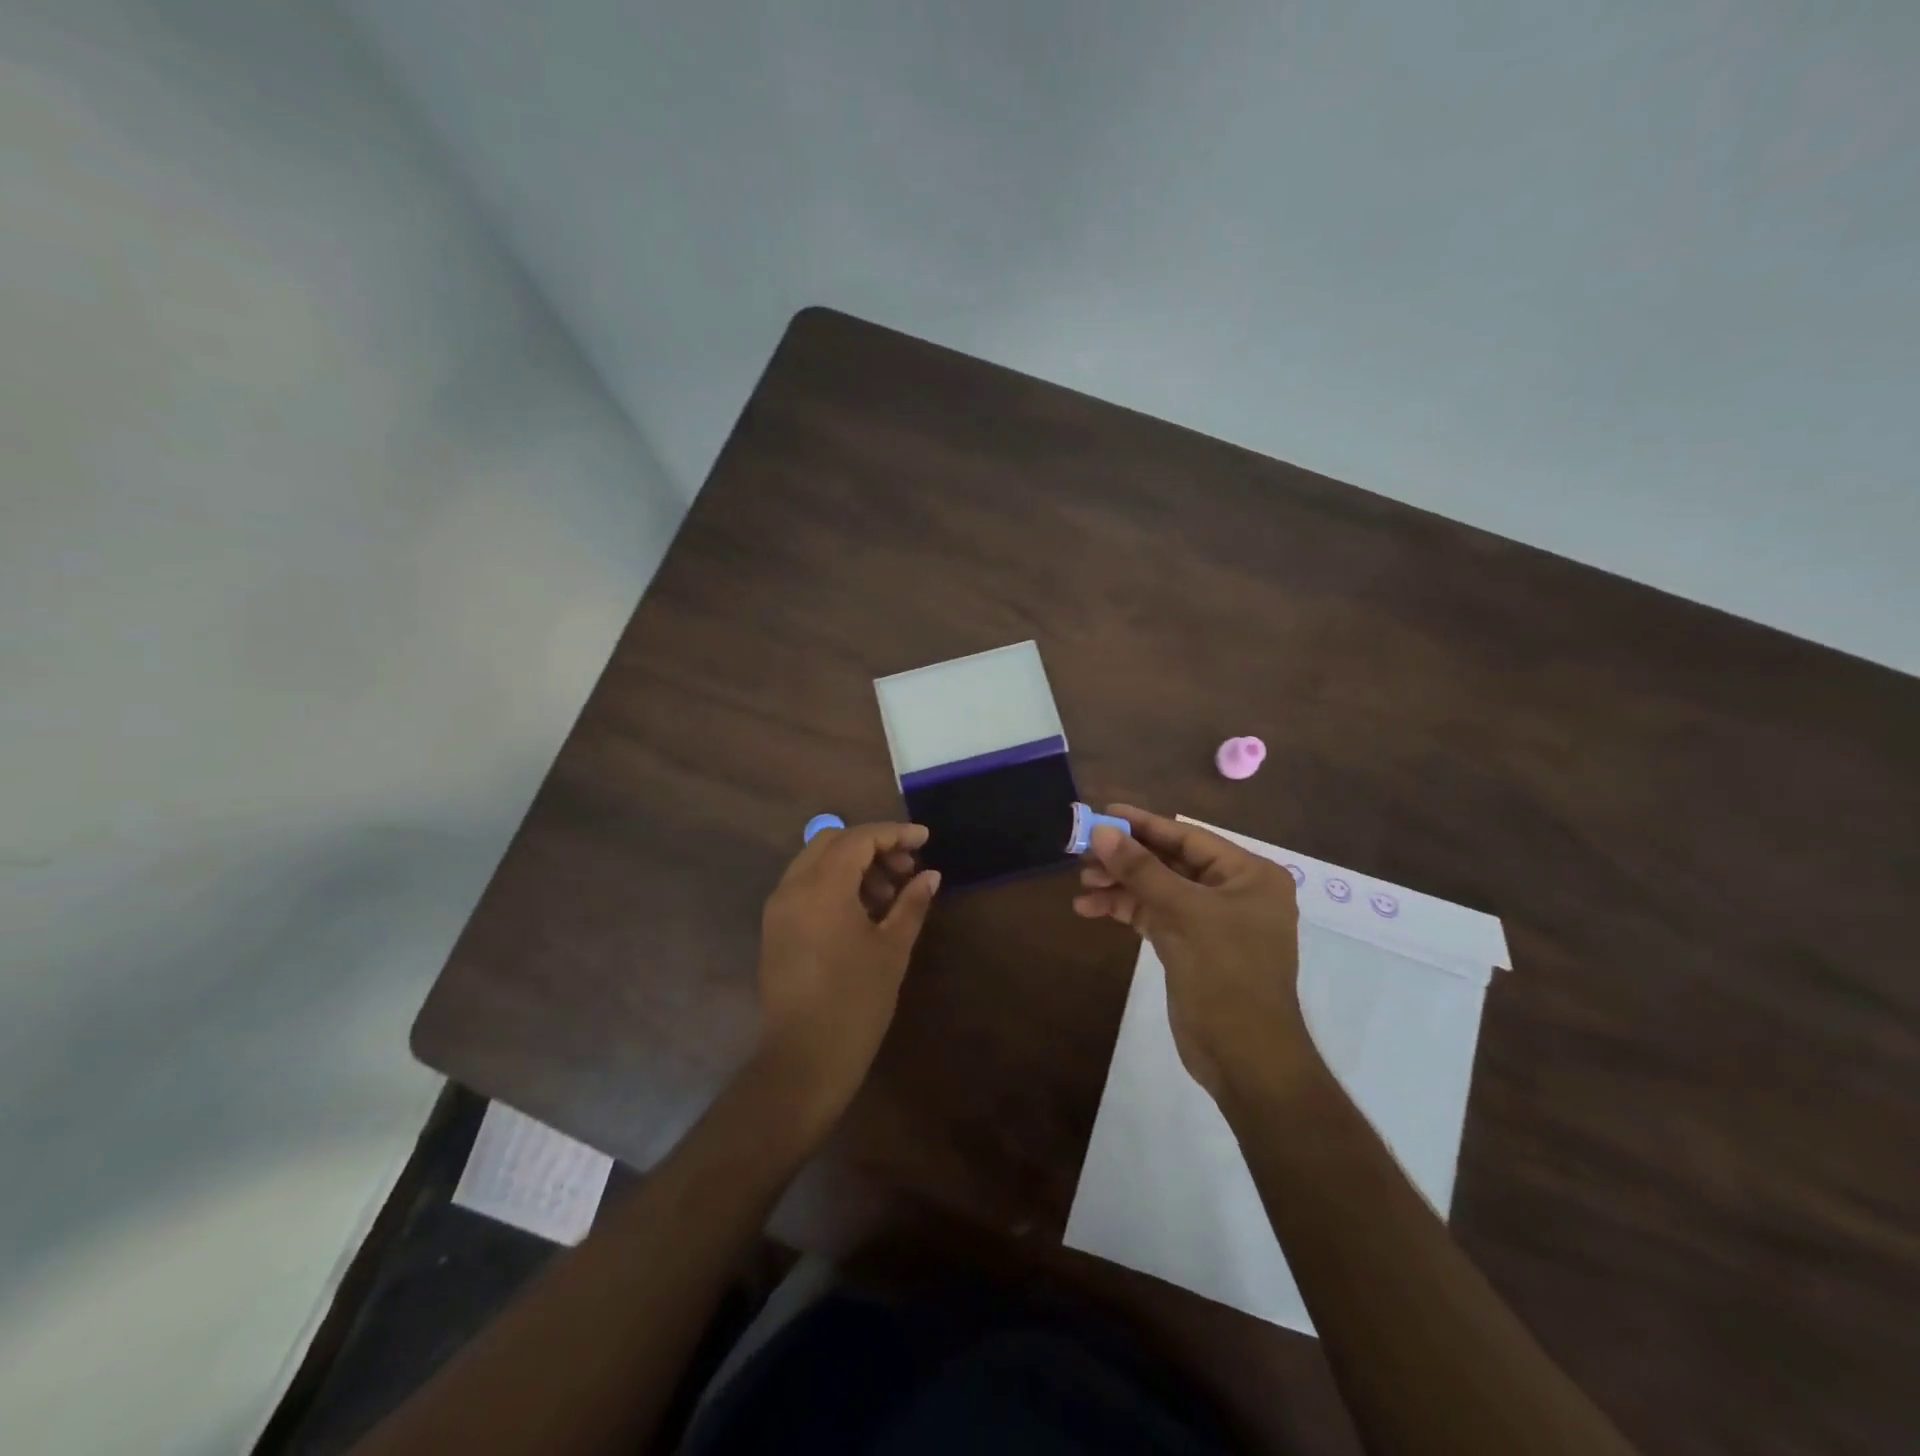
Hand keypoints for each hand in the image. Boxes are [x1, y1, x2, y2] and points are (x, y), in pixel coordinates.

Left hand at [756, 822, 940, 1128]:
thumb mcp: (892, 949)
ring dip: (853, 866)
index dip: (894, 834)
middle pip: (832, 842)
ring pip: (816, 863)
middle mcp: (792, 888)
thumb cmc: (856, 1002)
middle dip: (872, 847)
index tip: (925, 839)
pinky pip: (805, 887)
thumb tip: (930, 875)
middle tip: (907, 869)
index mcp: (821, 888)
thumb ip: (911, 904)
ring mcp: (778, 909)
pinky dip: (834, 884)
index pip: (858, 839)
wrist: (803, 1061)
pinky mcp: (775, 929)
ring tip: (889, 895)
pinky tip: (863, 911)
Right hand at [1073, 804, 1315, 1103]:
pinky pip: (1153, 915)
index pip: (1188, 837)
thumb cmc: (1227, 976)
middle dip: (1126, 860)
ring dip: (1120, 886)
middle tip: (1082, 854)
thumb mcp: (1184, 915)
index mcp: (1248, 874)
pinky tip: (1090, 909)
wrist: (1245, 1059)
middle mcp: (1232, 891)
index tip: (1104, 813)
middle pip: (1169, 862)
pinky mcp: (1190, 946)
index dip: (1144, 824)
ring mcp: (1211, 921)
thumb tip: (1103, 832)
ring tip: (1081, 886)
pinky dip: (1125, 910)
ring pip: (1157, 889)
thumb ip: (1142, 870)